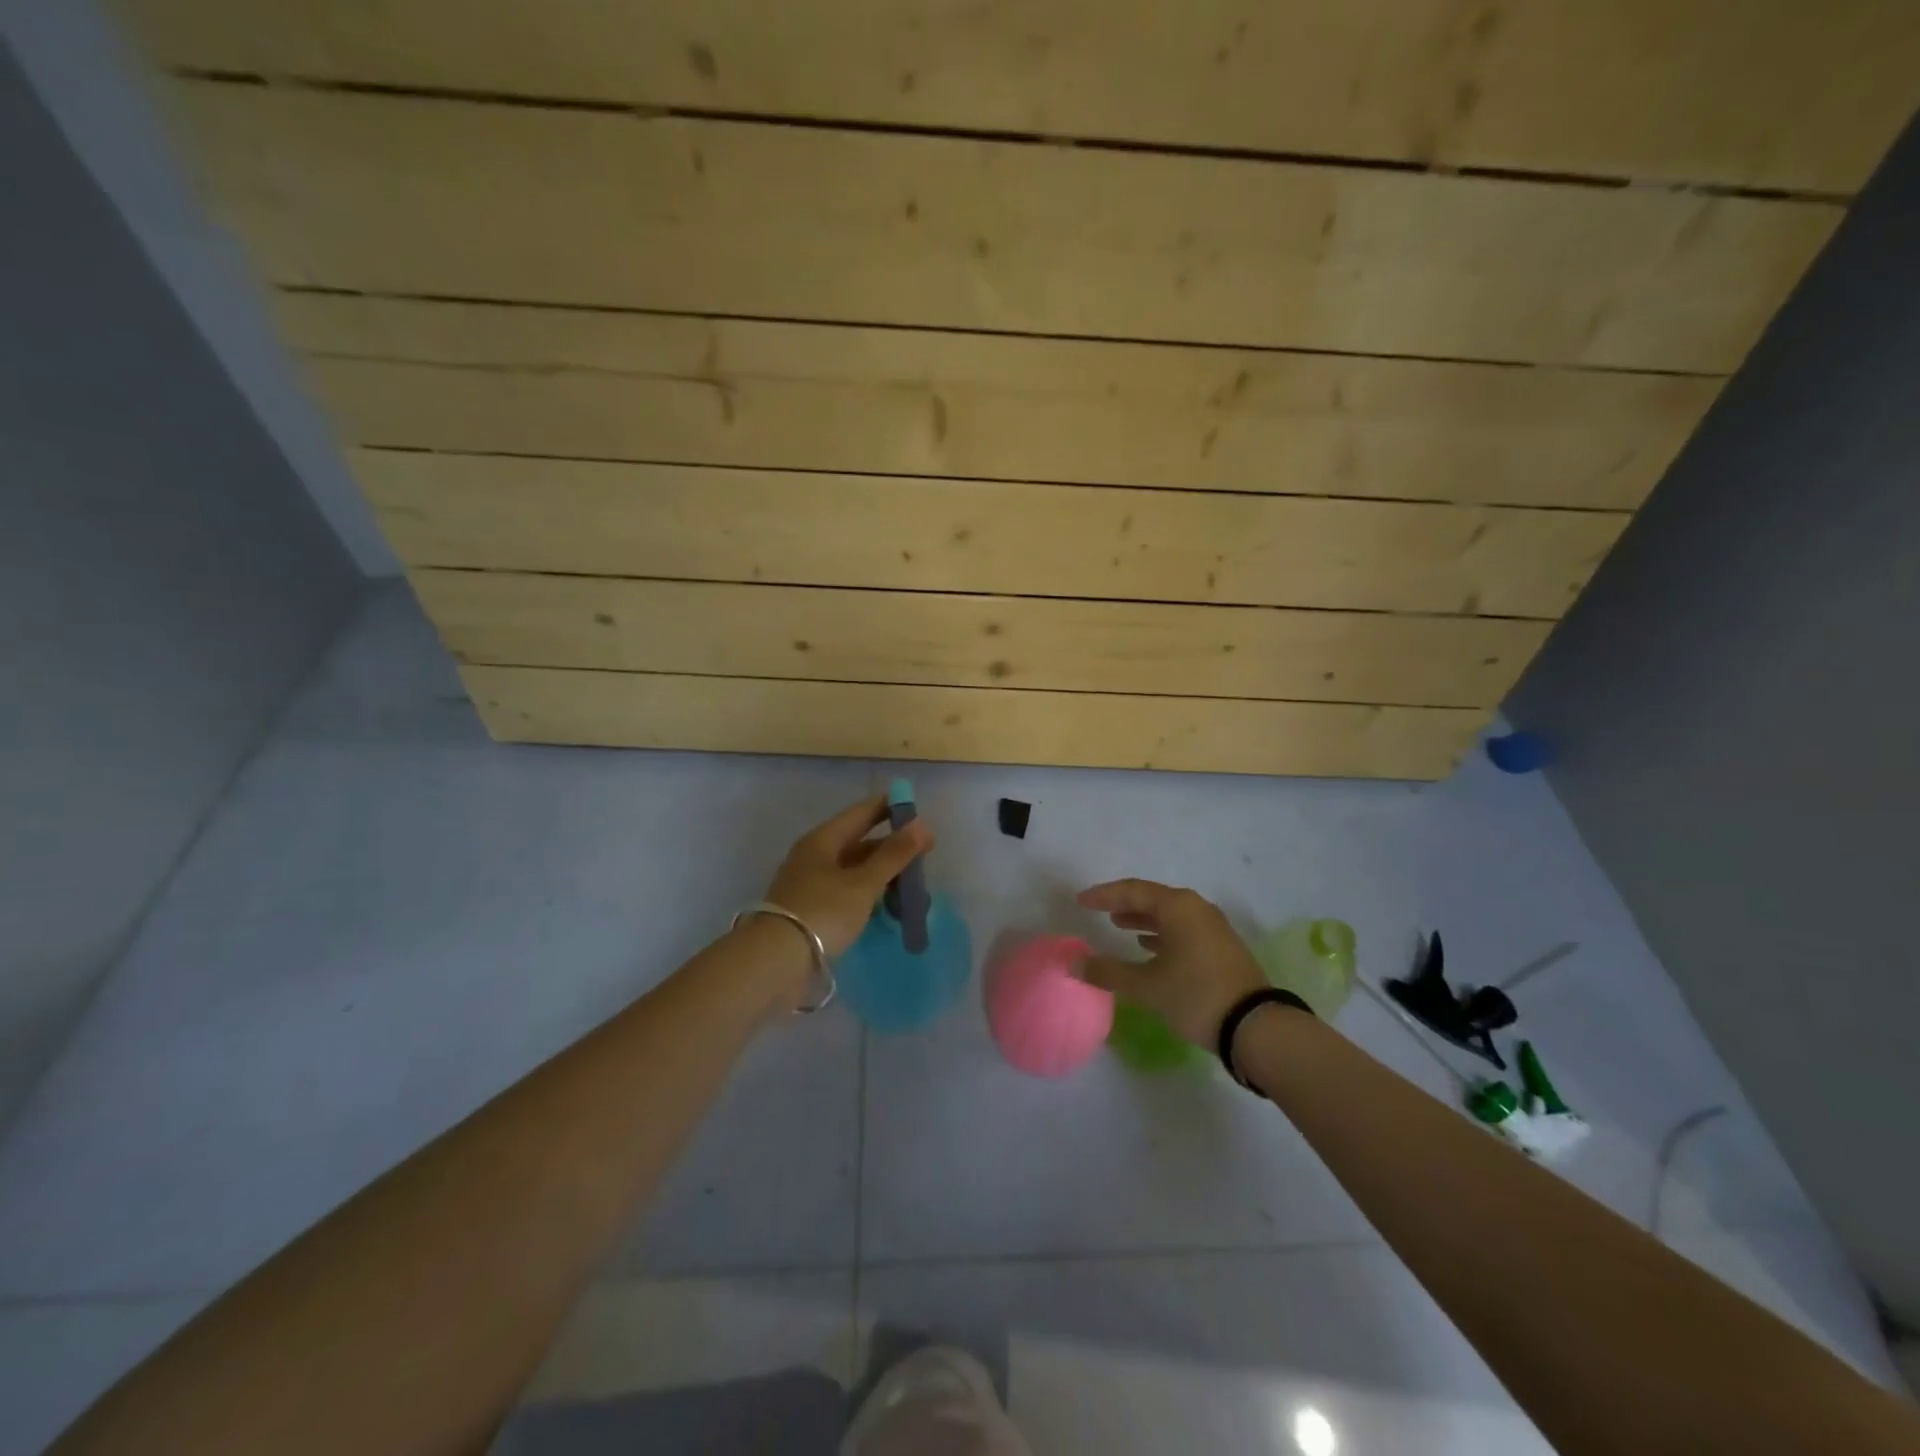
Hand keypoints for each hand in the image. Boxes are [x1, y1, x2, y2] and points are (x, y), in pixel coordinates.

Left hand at [765, 793, 933, 957]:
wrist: (775, 963)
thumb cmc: (822, 913)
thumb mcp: (863, 883)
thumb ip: (894, 855)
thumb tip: (922, 825)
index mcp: (823, 840)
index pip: (862, 813)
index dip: (889, 807)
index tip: (917, 808)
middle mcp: (815, 856)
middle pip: (860, 843)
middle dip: (892, 847)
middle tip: (925, 853)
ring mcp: (812, 885)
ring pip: (856, 870)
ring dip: (884, 875)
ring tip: (913, 887)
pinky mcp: (813, 911)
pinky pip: (849, 893)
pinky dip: (871, 895)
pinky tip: (889, 907)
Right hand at [1077, 880, 1267, 1045]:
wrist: (1256, 1027)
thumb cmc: (1196, 995)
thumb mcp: (1146, 986)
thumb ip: (1108, 973)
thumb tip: (1073, 965)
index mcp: (1178, 907)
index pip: (1133, 890)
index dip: (1104, 895)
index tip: (1081, 901)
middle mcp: (1197, 909)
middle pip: (1153, 899)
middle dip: (1125, 904)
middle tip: (1099, 910)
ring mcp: (1213, 928)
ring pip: (1170, 915)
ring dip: (1144, 920)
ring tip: (1120, 927)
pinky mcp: (1222, 948)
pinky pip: (1184, 930)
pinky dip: (1162, 935)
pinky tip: (1150, 949)